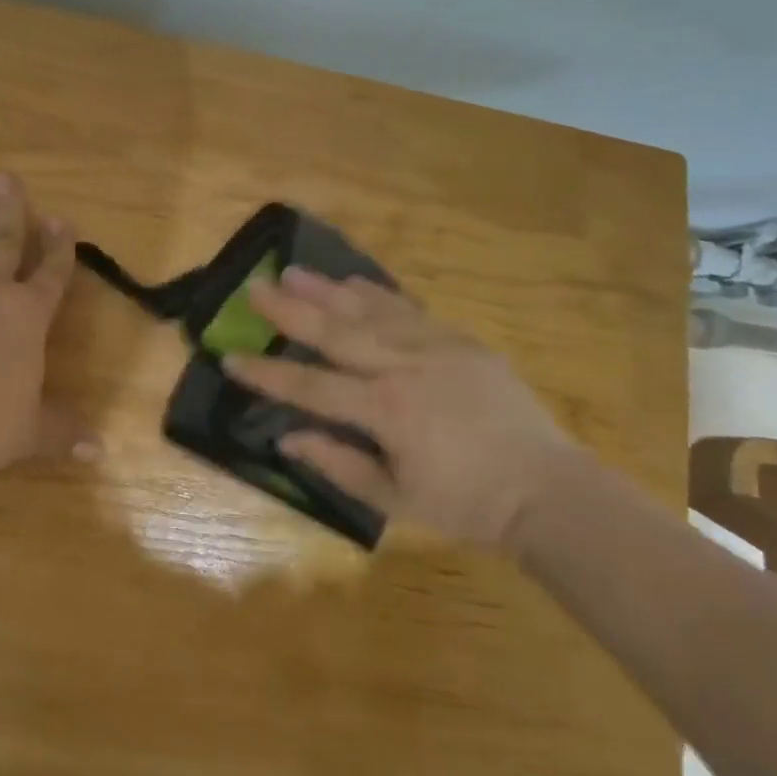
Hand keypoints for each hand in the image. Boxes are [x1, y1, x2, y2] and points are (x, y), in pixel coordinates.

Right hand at [225, 267, 586, 550]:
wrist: (546, 488)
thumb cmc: (467, 504)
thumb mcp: (397, 499)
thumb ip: (339, 466)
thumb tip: (287, 438)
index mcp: (387, 411)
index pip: (311, 388)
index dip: (267, 375)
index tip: (229, 358)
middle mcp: (405, 368)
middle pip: (336, 333)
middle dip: (290, 311)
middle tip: (255, 288)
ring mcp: (435, 347)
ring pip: (370, 311)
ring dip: (327, 290)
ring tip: (294, 271)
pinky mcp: (459, 340)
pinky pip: (409, 310)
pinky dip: (377, 294)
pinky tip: (353, 281)